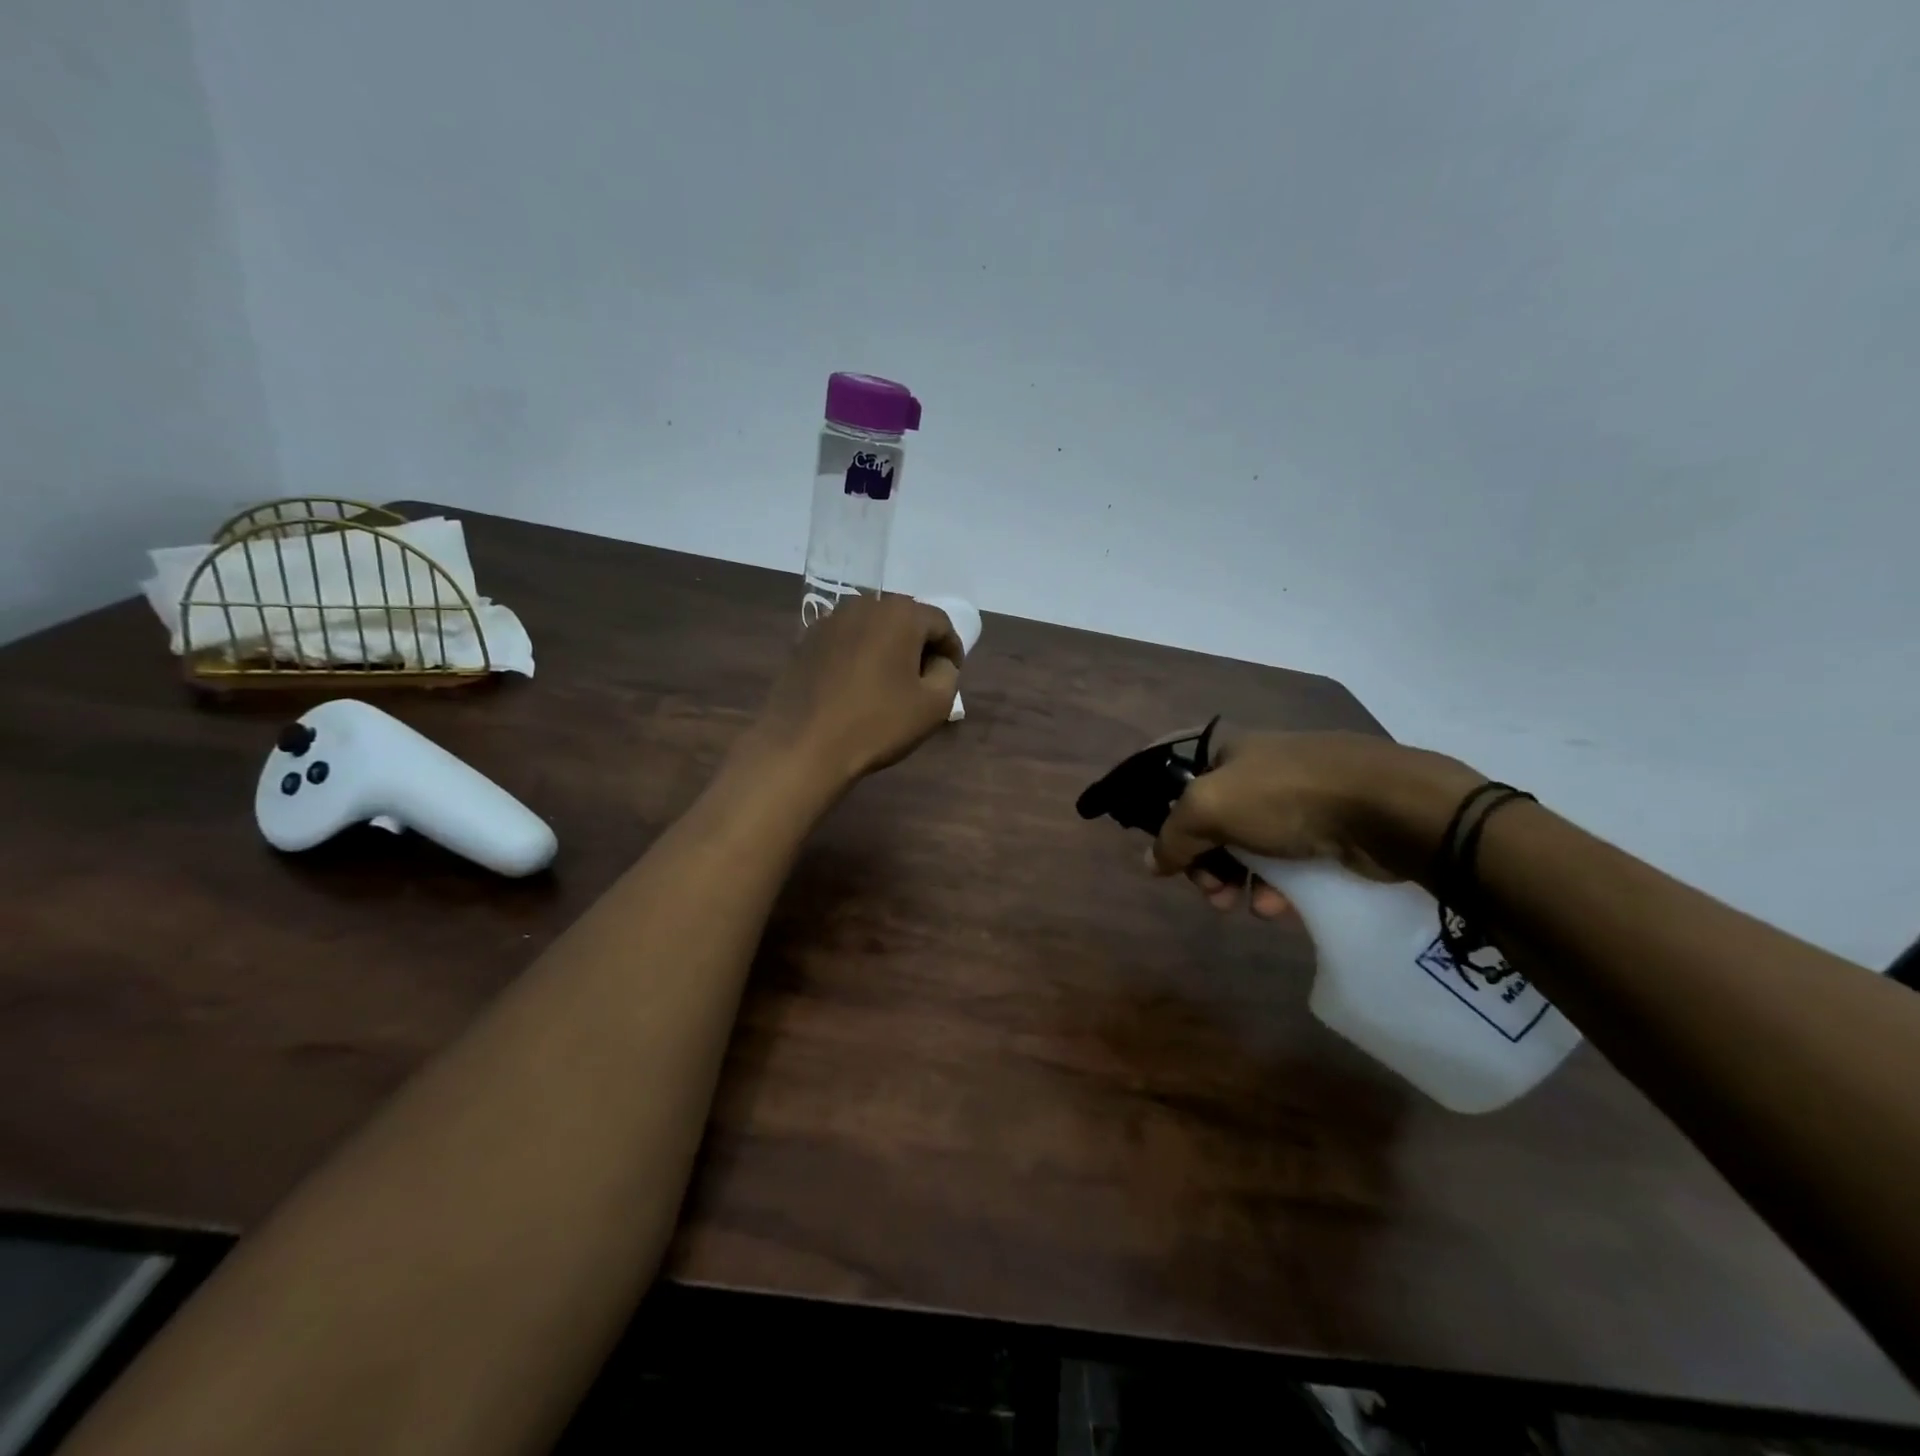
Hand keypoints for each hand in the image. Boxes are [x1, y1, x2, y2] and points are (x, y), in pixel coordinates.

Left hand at [746, 595, 963, 789]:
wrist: (803, 745)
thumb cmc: (877, 724)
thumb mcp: (934, 705)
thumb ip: (948, 673)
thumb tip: (939, 662)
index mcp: (900, 614)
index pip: (940, 623)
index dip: (952, 649)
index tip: (952, 674)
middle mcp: (864, 605)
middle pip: (904, 619)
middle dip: (918, 645)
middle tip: (923, 678)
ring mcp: (830, 621)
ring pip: (873, 628)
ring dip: (887, 649)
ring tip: (889, 682)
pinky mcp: (805, 641)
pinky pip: (845, 641)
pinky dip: (858, 656)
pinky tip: (856, 685)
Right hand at [1150, 728, 1481, 917]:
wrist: (1386, 807)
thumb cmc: (1285, 796)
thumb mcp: (1209, 809)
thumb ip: (1172, 837)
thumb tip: (1150, 862)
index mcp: (1226, 750)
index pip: (1175, 778)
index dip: (1161, 813)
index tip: (1164, 854)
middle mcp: (1257, 769)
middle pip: (1210, 819)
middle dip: (1203, 862)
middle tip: (1211, 893)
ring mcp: (1296, 797)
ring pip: (1248, 844)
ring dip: (1237, 880)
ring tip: (1246, 907)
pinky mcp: (1328, 827)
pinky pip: (1286, 859)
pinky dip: (1275, 884)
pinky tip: (1278, 907)